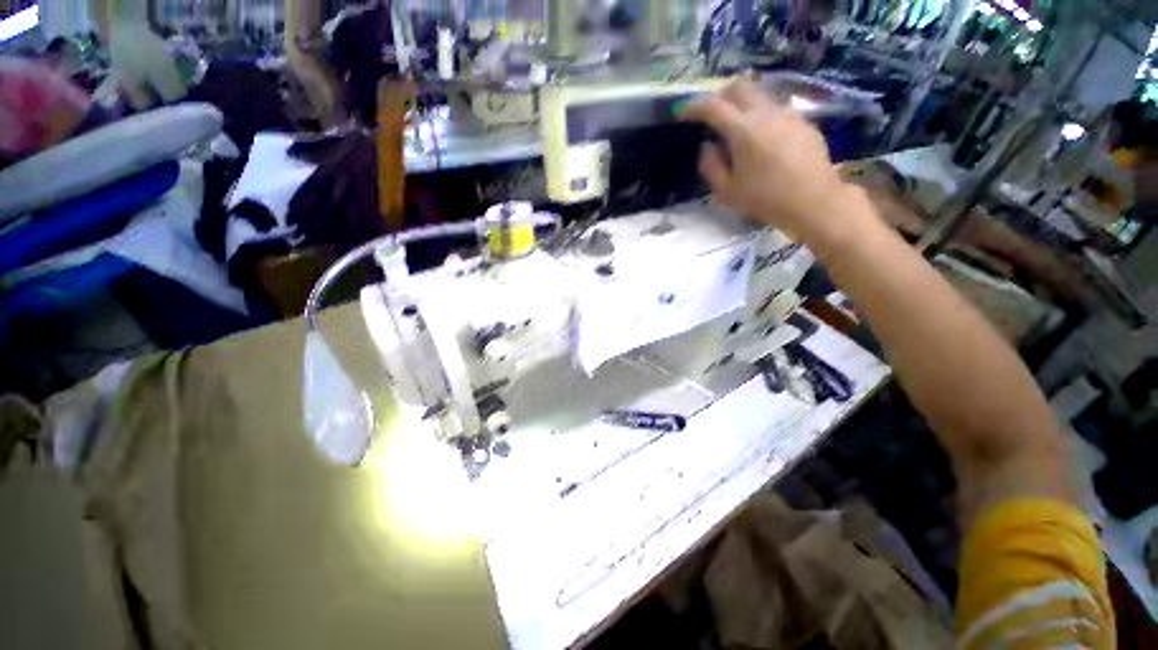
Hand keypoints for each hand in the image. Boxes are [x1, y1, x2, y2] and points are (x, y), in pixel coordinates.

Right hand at [680, 81, 859, 245]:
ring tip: (736, 128)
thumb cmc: (765, 199)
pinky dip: (761, 116)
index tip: (683, 113)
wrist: (813, 200)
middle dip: (719, 96)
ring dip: (742, 104)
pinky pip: (776, 108)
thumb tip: (706, 146)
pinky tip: (762, 139)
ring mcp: (788, 113)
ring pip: (759, 94)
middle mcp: (766, 112)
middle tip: (711, 115)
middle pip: (739, 86)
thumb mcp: (726, 191)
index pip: (713, 106)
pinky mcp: (803, 121)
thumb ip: (710, 166)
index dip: (694, 107)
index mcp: (743, 130)